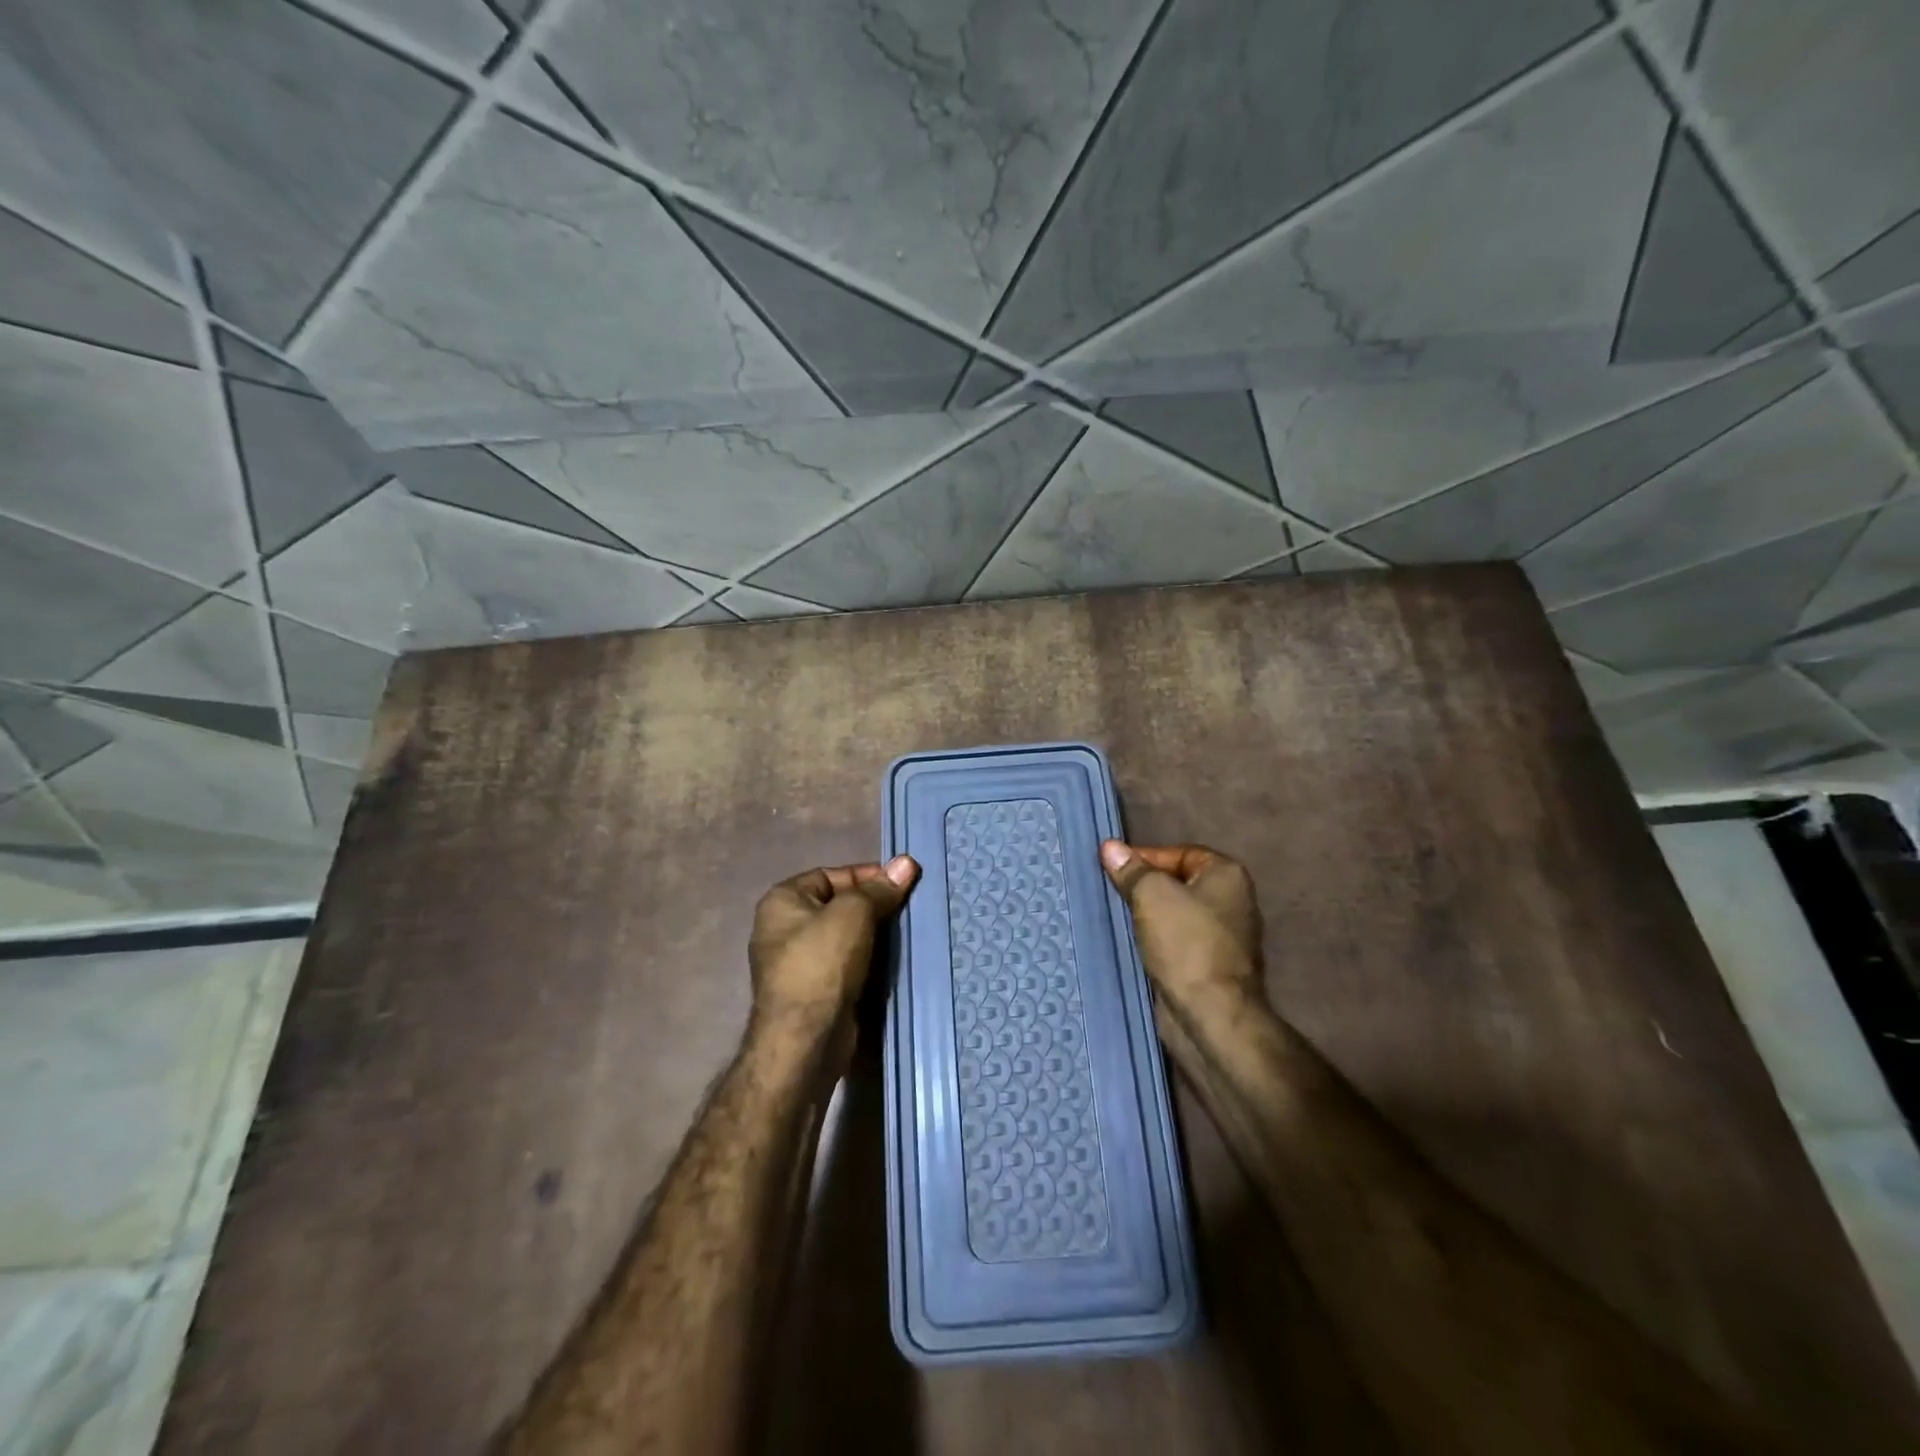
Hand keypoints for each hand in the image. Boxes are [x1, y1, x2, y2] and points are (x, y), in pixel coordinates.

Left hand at [748, 858, 919, 1040]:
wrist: (805, 1040)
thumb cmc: (822, 963)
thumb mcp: (854, 914)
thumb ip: (879, 889)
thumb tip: (907, 861)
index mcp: (782, 901)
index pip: (831, 875)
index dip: (868, 876)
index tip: (902, 883)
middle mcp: (783, 928)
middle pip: (838, 905)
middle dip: (874, 905)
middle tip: (909, 907)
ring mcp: (796, 963)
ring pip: (844, 937)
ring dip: (873, 935)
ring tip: (907, 932)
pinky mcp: (813, 991)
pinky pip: (845, 964)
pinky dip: (867, 961)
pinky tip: (892, 961)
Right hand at [1100, 841, 1265, 1026]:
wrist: (1211, 1014)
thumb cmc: (1185, 942)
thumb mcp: (1151, 894)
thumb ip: (1131, 869)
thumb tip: (1110, 846)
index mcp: (1228, 875)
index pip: (1180, 853)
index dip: (1145, 857)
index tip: (1114, 869)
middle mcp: (1233, 901)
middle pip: (1178, 882)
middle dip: (1145, 887)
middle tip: (1112, 890)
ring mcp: (1225, 937)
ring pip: (1176, 914)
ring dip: (1148, 916)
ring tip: (1117, 915)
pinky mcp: (1212, 966)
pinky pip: (1178, 941)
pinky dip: (1157, 940)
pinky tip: (1133, 943)